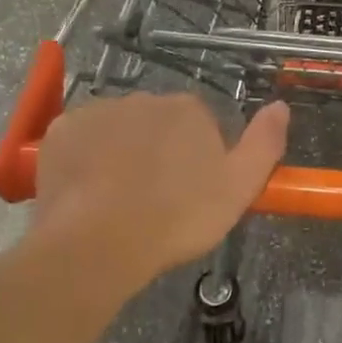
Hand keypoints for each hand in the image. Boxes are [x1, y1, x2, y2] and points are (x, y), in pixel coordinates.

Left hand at [33, 93, 289, 283]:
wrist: (99, 244)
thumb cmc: (178, 218)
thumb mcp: (239, 188)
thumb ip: (265, 143)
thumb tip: (281, 105)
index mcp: (188, 109)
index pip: (200, 123)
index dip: (198, 158)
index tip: (192, 192)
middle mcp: (143, 98)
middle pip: (157, 123)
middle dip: (159, 151)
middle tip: (157, 198)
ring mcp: (97, 111)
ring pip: (118, 128)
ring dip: (122, 151)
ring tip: (120, 200)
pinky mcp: (60, 131)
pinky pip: (81, 138)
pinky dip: (86, 157)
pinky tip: (89, 191)